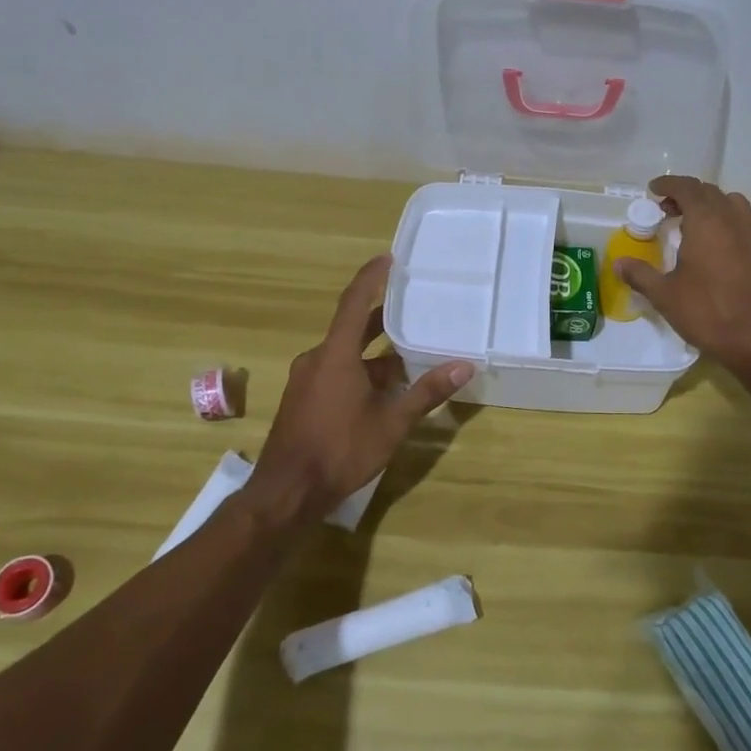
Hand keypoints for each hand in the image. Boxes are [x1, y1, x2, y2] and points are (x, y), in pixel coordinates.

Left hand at [249, 255, 471, 524]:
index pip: (354, 302)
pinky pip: (335, 371)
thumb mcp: (391, 423)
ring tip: (409, 352)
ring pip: (345, 354)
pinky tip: (384, 388)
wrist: (286, 492)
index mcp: (335, 355)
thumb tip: (464, 366)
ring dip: (374, 352)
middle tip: (411, 304)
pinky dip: (360, 370)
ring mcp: (307, 380)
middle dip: (381, 317)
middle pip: (351, 327)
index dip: (371, 278)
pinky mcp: (303, 399)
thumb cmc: (340, 451)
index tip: (389, 258)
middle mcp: (317, 359)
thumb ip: (426, 393)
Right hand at [614, 175, 750, 379]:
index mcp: (706, 221)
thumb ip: (641, 275)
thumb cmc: (709, 313)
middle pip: (710, 192)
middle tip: (667, 211)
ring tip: (695, 224)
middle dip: (687, 195)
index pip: (687, 188)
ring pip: (732, 204)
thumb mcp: (666, 296)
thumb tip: (620, 263)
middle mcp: (733, 219)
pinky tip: (719, 246)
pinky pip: (746, 223)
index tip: (653, 190)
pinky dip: (728, 223)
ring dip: (711, 206)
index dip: (668, 185)